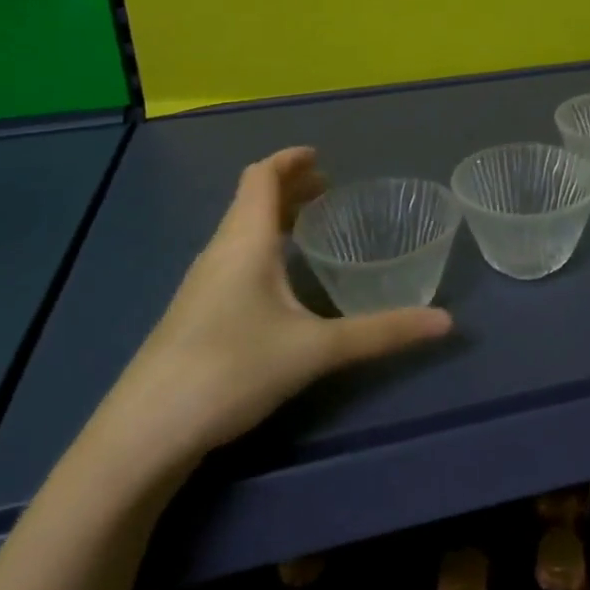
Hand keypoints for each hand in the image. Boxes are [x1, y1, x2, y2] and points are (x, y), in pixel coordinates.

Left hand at [85, 148, 451, 492]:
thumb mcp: (315, 350)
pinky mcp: (193, 315)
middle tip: (327, 189)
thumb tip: (445, 322)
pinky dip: (260, 247)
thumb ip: (381, 333)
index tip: (319, 156)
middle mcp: (219, 252)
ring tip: (308, 227)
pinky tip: (278, 282)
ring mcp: (201, 285)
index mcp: (244, 241)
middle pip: (251, 201)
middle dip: (288, 188)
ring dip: (272, 217)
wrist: (144, 433)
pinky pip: (232, 259)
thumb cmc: (231, 369)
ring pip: (239, 232)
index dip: (289, 160)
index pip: (261, 177)